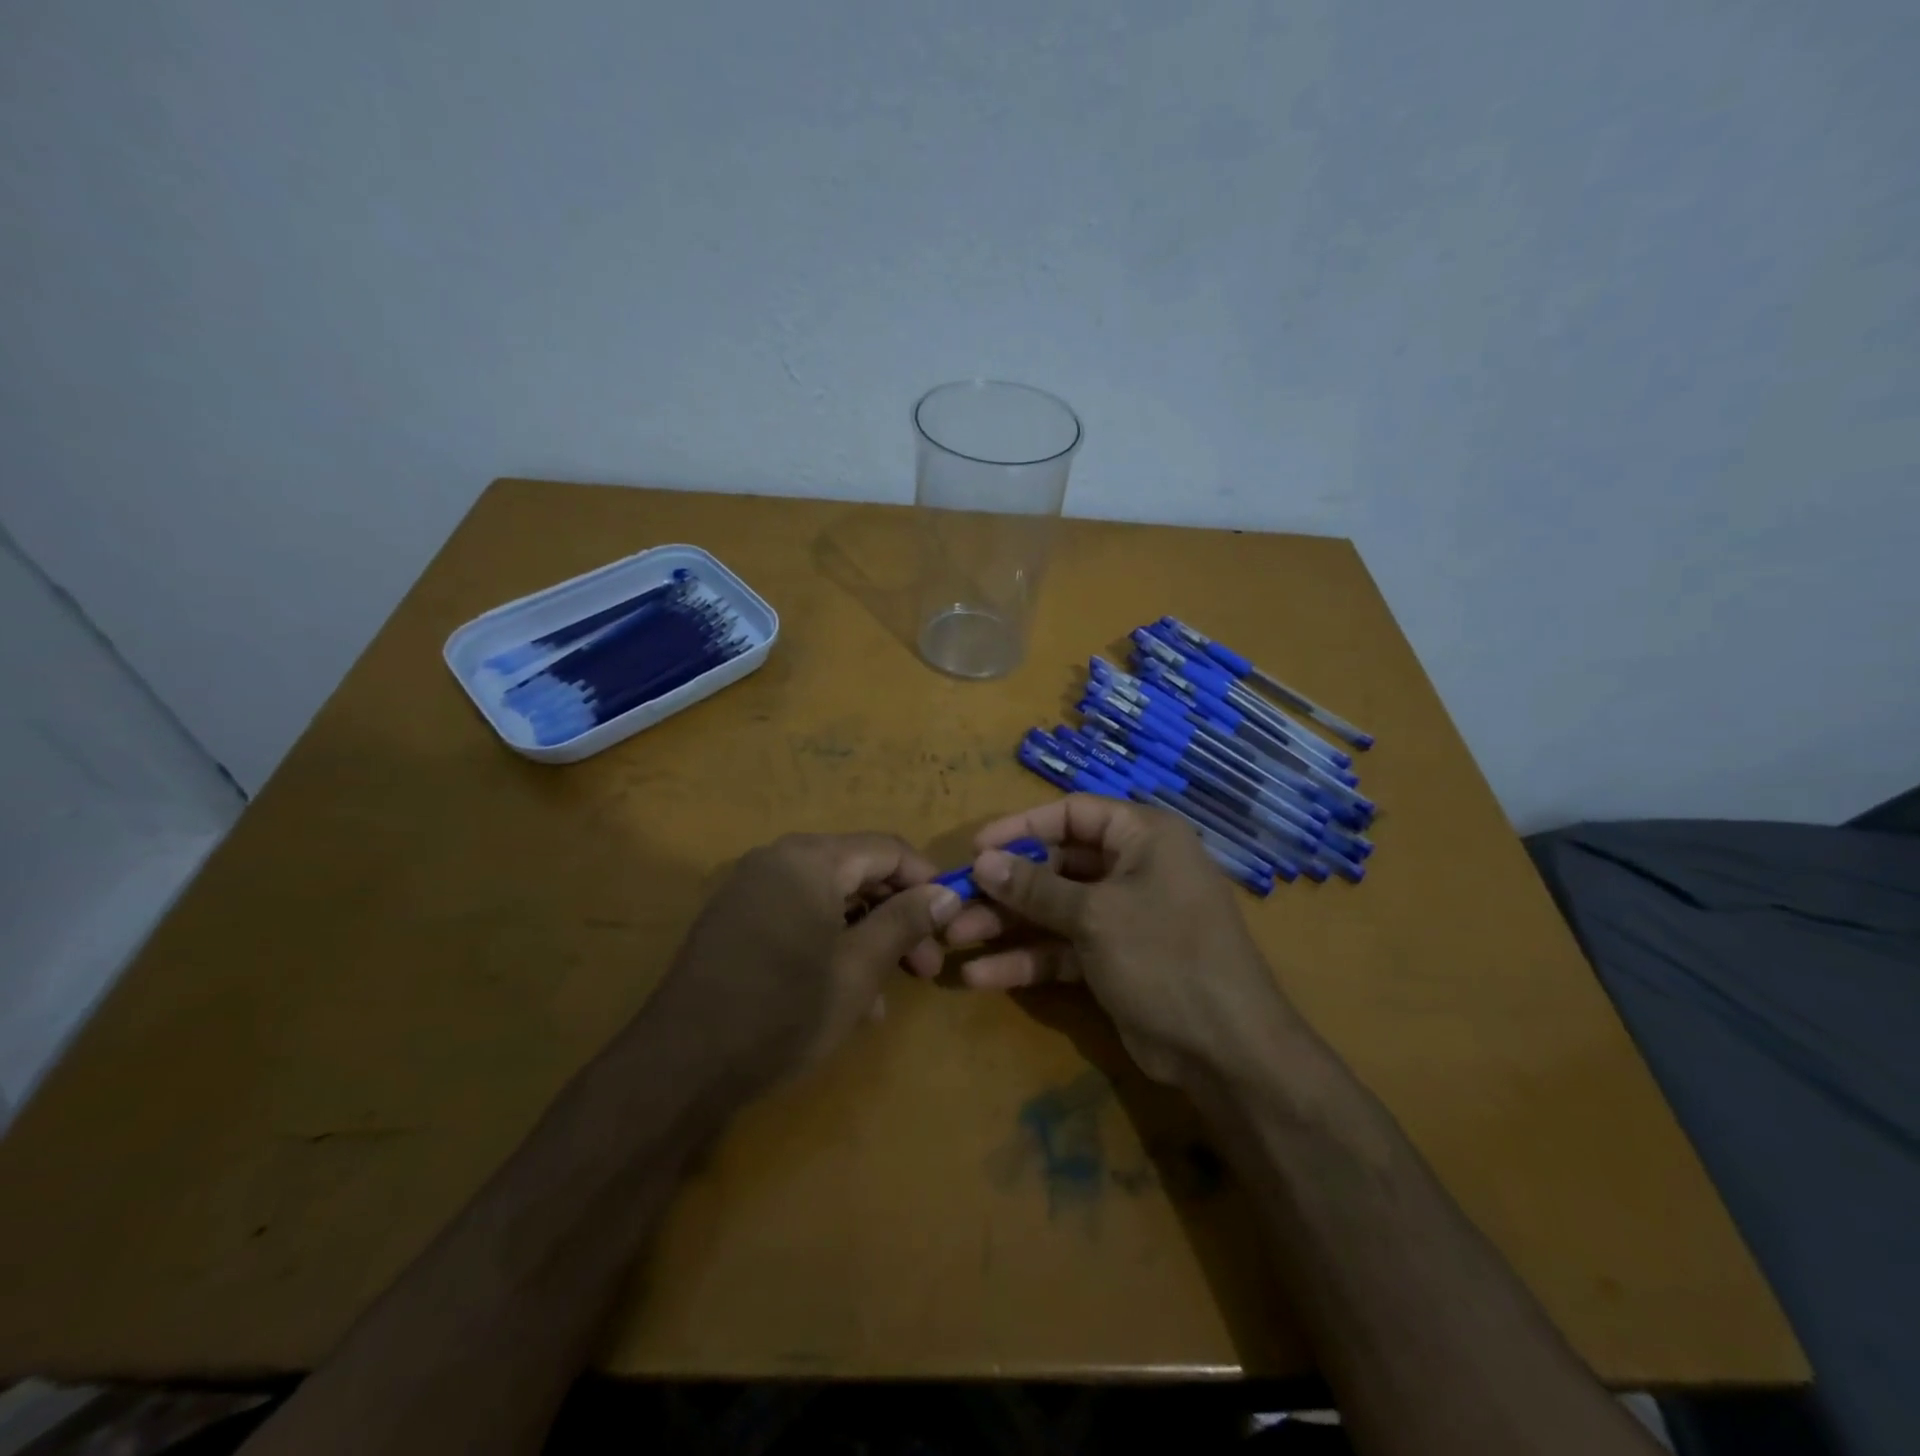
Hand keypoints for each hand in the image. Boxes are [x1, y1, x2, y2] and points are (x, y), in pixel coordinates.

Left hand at [643, 833, 960, 1093]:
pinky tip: (849, 996)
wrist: (680, 1067)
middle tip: (926, 966)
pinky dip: (831, 943)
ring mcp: (753, 888)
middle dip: (898, 915)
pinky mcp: (738, 919)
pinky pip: (800, 916)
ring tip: (890, 991)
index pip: (888, 849)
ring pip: (831, 898)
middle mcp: (779, 859)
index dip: (927, 882)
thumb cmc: (782, 1013)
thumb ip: (905, 921)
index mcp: (810, 859)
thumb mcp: (858, 970)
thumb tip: (948, 893)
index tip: (953, 922)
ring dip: (868, 936)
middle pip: (859, 872)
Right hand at [938, 795, 1298, 1087]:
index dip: (1021, 828)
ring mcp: (1122, 916)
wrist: (1225, 1050)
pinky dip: (1026, 959)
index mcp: (1143, 837)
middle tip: (955, 900)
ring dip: (1006, 924)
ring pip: (1053, 910)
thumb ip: (1035, 887)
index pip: (1072, 814)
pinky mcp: (1112, 959)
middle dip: (1005, 886)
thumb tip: (982, 860)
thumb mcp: (1095, 916)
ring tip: (953, 938)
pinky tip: (980, 975)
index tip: (975, 847)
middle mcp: (1133, 868)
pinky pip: (1062, 948)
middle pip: (1056, 865)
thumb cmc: (1164, 956)